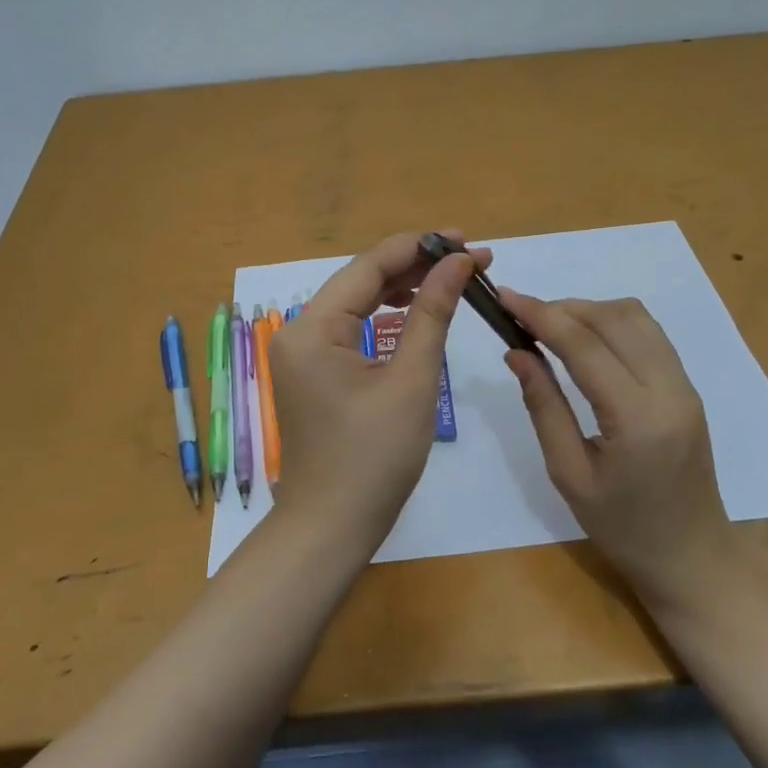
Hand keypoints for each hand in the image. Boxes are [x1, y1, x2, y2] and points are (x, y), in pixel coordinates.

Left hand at [266, 230, 486, 550]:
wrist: (331, 528)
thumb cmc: (374, 459)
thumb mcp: (412, 381)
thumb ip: (433, 314)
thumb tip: (458, 262)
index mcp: (313, 328)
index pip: (369, 266)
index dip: (419, 246)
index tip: (465, 239)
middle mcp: (299, 330)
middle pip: (361, 279)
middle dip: (415, 265)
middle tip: (469, 259)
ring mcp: (302, 351)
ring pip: (357, 301)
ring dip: (402, 287)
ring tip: (450, 277)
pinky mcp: (313, 369)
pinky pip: (351, 327)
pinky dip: (384, 314)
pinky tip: (414, 308)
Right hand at [501, 292, 732, 609]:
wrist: (692, 556)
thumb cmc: (622, 528)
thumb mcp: (569, 474)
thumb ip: (543, 406)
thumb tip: (516, 352)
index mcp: (637, 419)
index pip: (584, 345)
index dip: (541, 314)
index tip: (505, 296)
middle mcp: (669, 390)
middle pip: (612, 318)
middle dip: (562, 308)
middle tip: (522, 317)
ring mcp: (684, 385)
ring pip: (635, 316)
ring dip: (589, 310)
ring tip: (551, 327)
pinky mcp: (687, 386)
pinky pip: (649, 332)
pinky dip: (612, 322)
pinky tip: (586, 339)